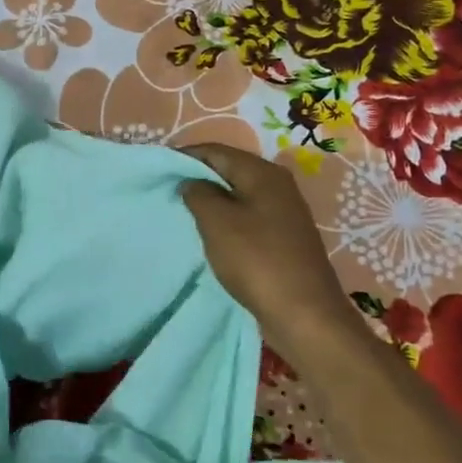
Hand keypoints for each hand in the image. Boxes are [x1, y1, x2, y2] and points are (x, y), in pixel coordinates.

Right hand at [178, 143, 359, 357]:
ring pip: (238, 194)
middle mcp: (277, 185)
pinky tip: (210, 234)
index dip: (185, 156)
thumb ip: (198, 193)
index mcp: (263, 173)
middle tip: (167, 191)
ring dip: (211, 200)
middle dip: (198, 177)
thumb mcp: (217, 222)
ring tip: (183, 212)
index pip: (216, 150)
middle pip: (229, 169)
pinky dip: (226, 219)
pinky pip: (247, 216)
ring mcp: (284, 212)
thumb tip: (191, 181)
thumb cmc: (257, 260)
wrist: (304, 312)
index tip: (158, 169)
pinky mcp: (283, 237)